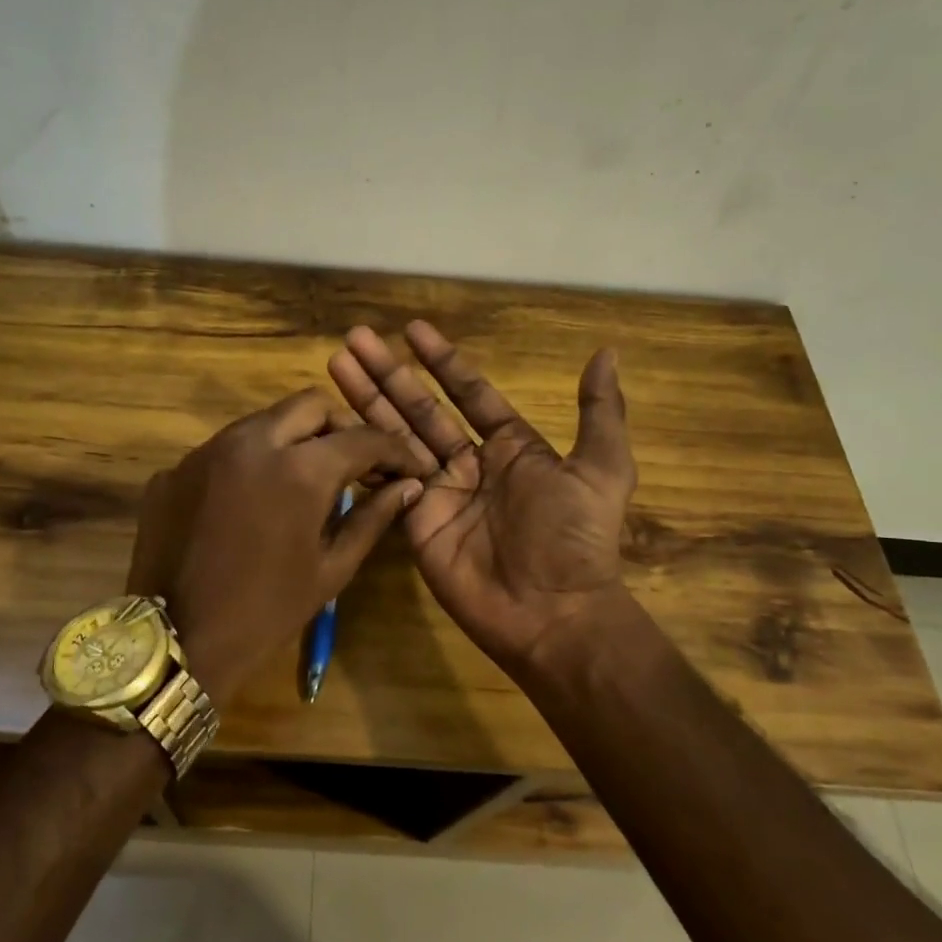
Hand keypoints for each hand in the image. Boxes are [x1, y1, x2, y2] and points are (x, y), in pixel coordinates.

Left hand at [125, 388, 422, 707]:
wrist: (176, 641)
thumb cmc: (266, 613)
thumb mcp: (330, 568)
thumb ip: (372, 518)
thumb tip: (408, 487)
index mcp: (299, 469)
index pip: (361, 437)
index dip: (394, 449)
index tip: (406, 468)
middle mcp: (251, 442)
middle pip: (310, 405)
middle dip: (341, 427)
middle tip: (354, 464)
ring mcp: (206, 451)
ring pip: (264, 421)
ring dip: (294, 439)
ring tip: (305, 479)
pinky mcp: (175, 469)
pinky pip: (225, 449)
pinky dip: (251, 462)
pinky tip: (253, 501)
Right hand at [327, 321, 635, 675]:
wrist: (550, 612)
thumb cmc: (575, 538)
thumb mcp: (601, 469)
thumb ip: (598, 411)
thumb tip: (606, 352)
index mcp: (510, 446)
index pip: (467, 391)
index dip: (441, 360)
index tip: (412, 329)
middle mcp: (468, 462)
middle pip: (420, 407)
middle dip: (388, 372)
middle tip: (355, 337)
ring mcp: (436, 491)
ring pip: (394, 435)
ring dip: (366, 399)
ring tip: (336, 363)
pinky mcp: (412, 521)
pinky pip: (384, 480)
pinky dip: (361, 452)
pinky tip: (335, 423)